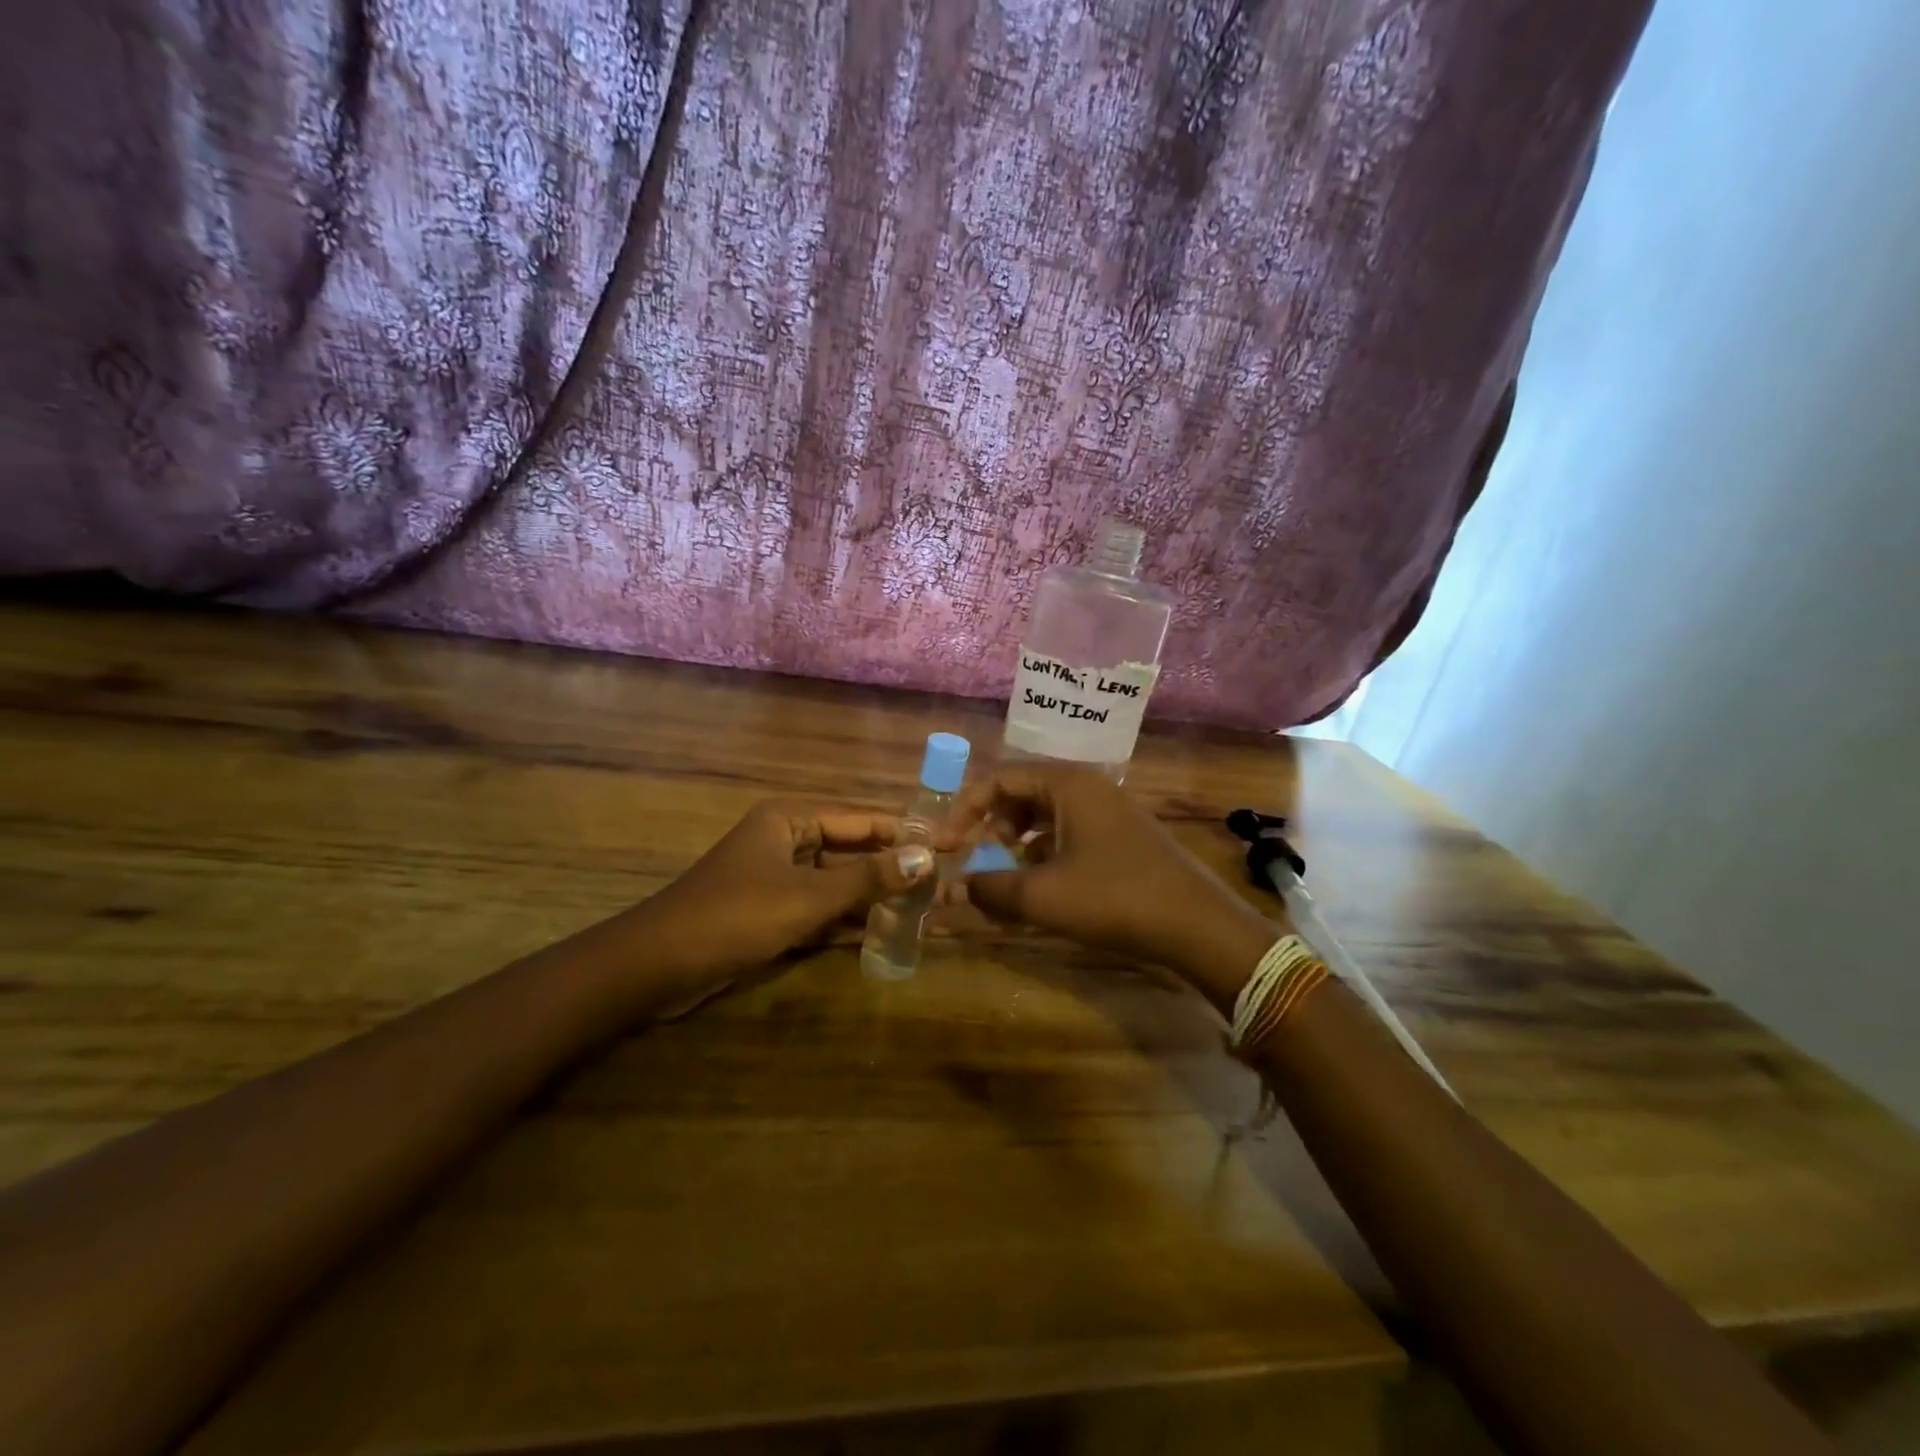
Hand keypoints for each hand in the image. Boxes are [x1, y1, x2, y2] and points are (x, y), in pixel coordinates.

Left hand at [641, 800, 935, 983]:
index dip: (904, 833)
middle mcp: (787, 839)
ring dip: (875, 896)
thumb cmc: (735, 916)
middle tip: (942, 883)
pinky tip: (886, 932)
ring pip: (838, 881)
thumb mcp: (808, 897)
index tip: (948, 846)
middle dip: (893, 867)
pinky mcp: (773, 910)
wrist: (658, 966)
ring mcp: (779, 877)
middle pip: (852, 849)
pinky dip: (849, 919)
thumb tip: (926, 859)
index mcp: (790, 818)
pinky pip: (821, 907)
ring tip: (924, 909)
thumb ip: (868, 878)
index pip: (861, 819)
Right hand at [949, 765, 1284, 1007]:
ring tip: (1006, 880)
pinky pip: (1068, 835)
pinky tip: (1040, 890)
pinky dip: (1044, 856)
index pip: (999, 780)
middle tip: (977, 860)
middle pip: (1022, 794)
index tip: (944, 846)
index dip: (964, 811)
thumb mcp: (1042, 897)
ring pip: (1045, 817)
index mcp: (1067, 784)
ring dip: (1017, 845)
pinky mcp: (1121, 838)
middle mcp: (1087, 788)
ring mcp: (1108, 812)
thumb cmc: (1114, 898)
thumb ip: (989, 889)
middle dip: (992, 827)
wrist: (1197, 925)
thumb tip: (950, 890)